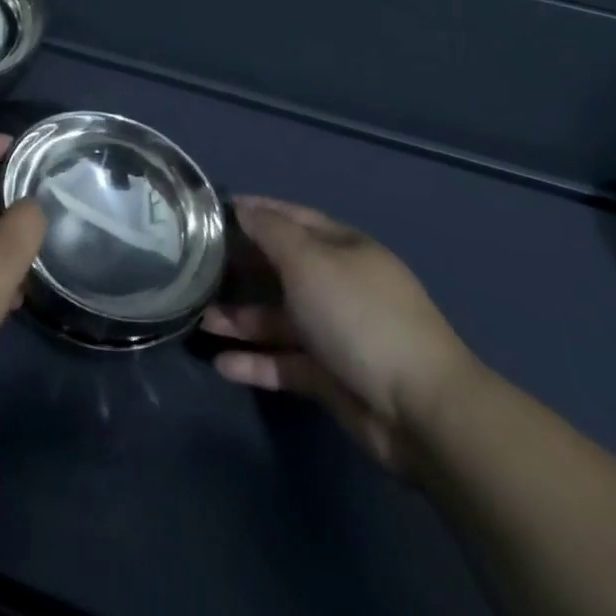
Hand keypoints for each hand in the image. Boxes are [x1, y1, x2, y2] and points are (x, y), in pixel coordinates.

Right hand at [202, 197, 479, 472]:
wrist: (420, 408)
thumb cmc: (358, 315)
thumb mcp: (309, 260)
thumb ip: (270, 232)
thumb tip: (243, 207)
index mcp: (342, 248)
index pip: (292, 219)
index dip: (255, 212)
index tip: (213, 214)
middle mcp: (338, 284)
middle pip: (281, 269)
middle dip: (241, 269)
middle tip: (196, 271)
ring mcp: (335, 332)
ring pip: (278, 319)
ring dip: (241, 319)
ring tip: (199, 322)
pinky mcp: (330, 377)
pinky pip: (285, 363)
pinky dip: (256, 362)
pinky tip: (222, 364)